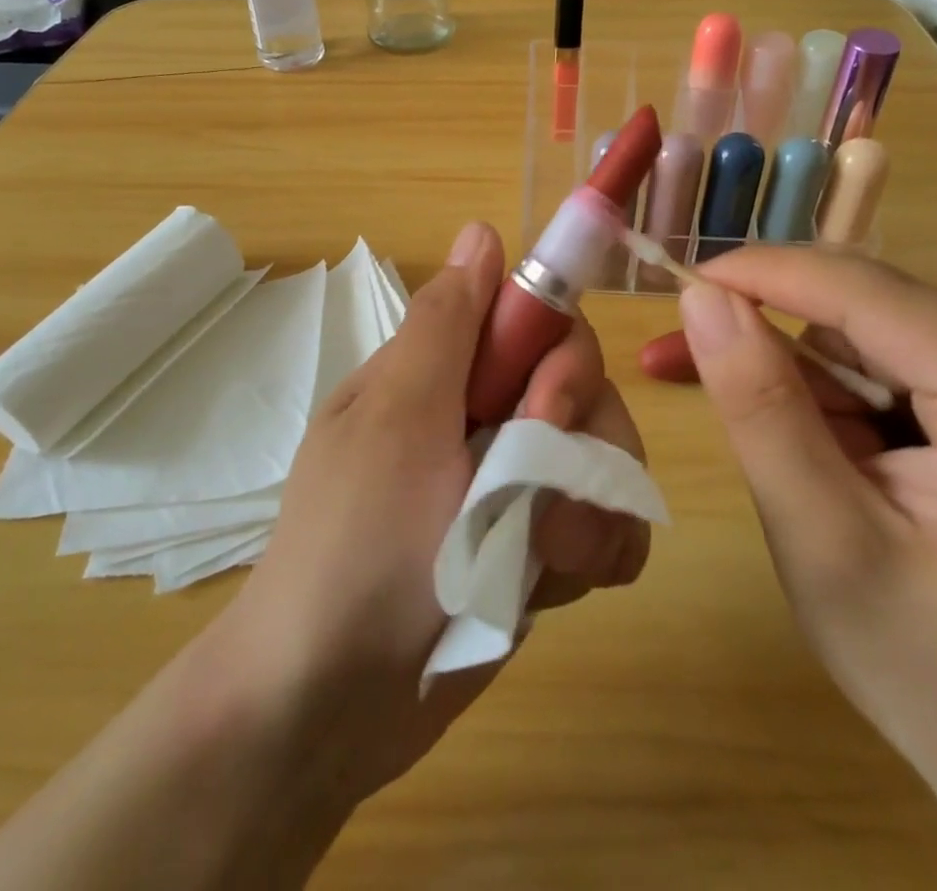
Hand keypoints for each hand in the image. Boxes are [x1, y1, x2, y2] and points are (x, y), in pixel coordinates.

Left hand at [228, 220, 650, 806]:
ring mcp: (516, 481)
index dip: (558, 354)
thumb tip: (481, 228)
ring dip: (591, 508)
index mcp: (445, 371)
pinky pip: (606, 522)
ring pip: (605, 455)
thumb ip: (446, 324)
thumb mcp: (395, 419)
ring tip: (547, 560)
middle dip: (578, 441)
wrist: (330, 707)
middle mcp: (485, 413)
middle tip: (538, 503)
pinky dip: (598, 548)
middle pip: (584, 387)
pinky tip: (562, 581)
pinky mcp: (539, 543)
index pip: (537, 319)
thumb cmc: (356, 546)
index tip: (541, 409)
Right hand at [653, 248, 936, 889]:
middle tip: (677, 361)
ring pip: (869, 329)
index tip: (675, 282)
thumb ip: (759, 406)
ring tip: (759, 435)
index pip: (864, 292)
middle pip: (868, 307)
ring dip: (798, 369)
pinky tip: (808, 439)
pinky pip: (892, 359)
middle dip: (770, 331)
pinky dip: (832, 391)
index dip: (760, 275)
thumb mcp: (821, 541)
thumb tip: (700, 295)